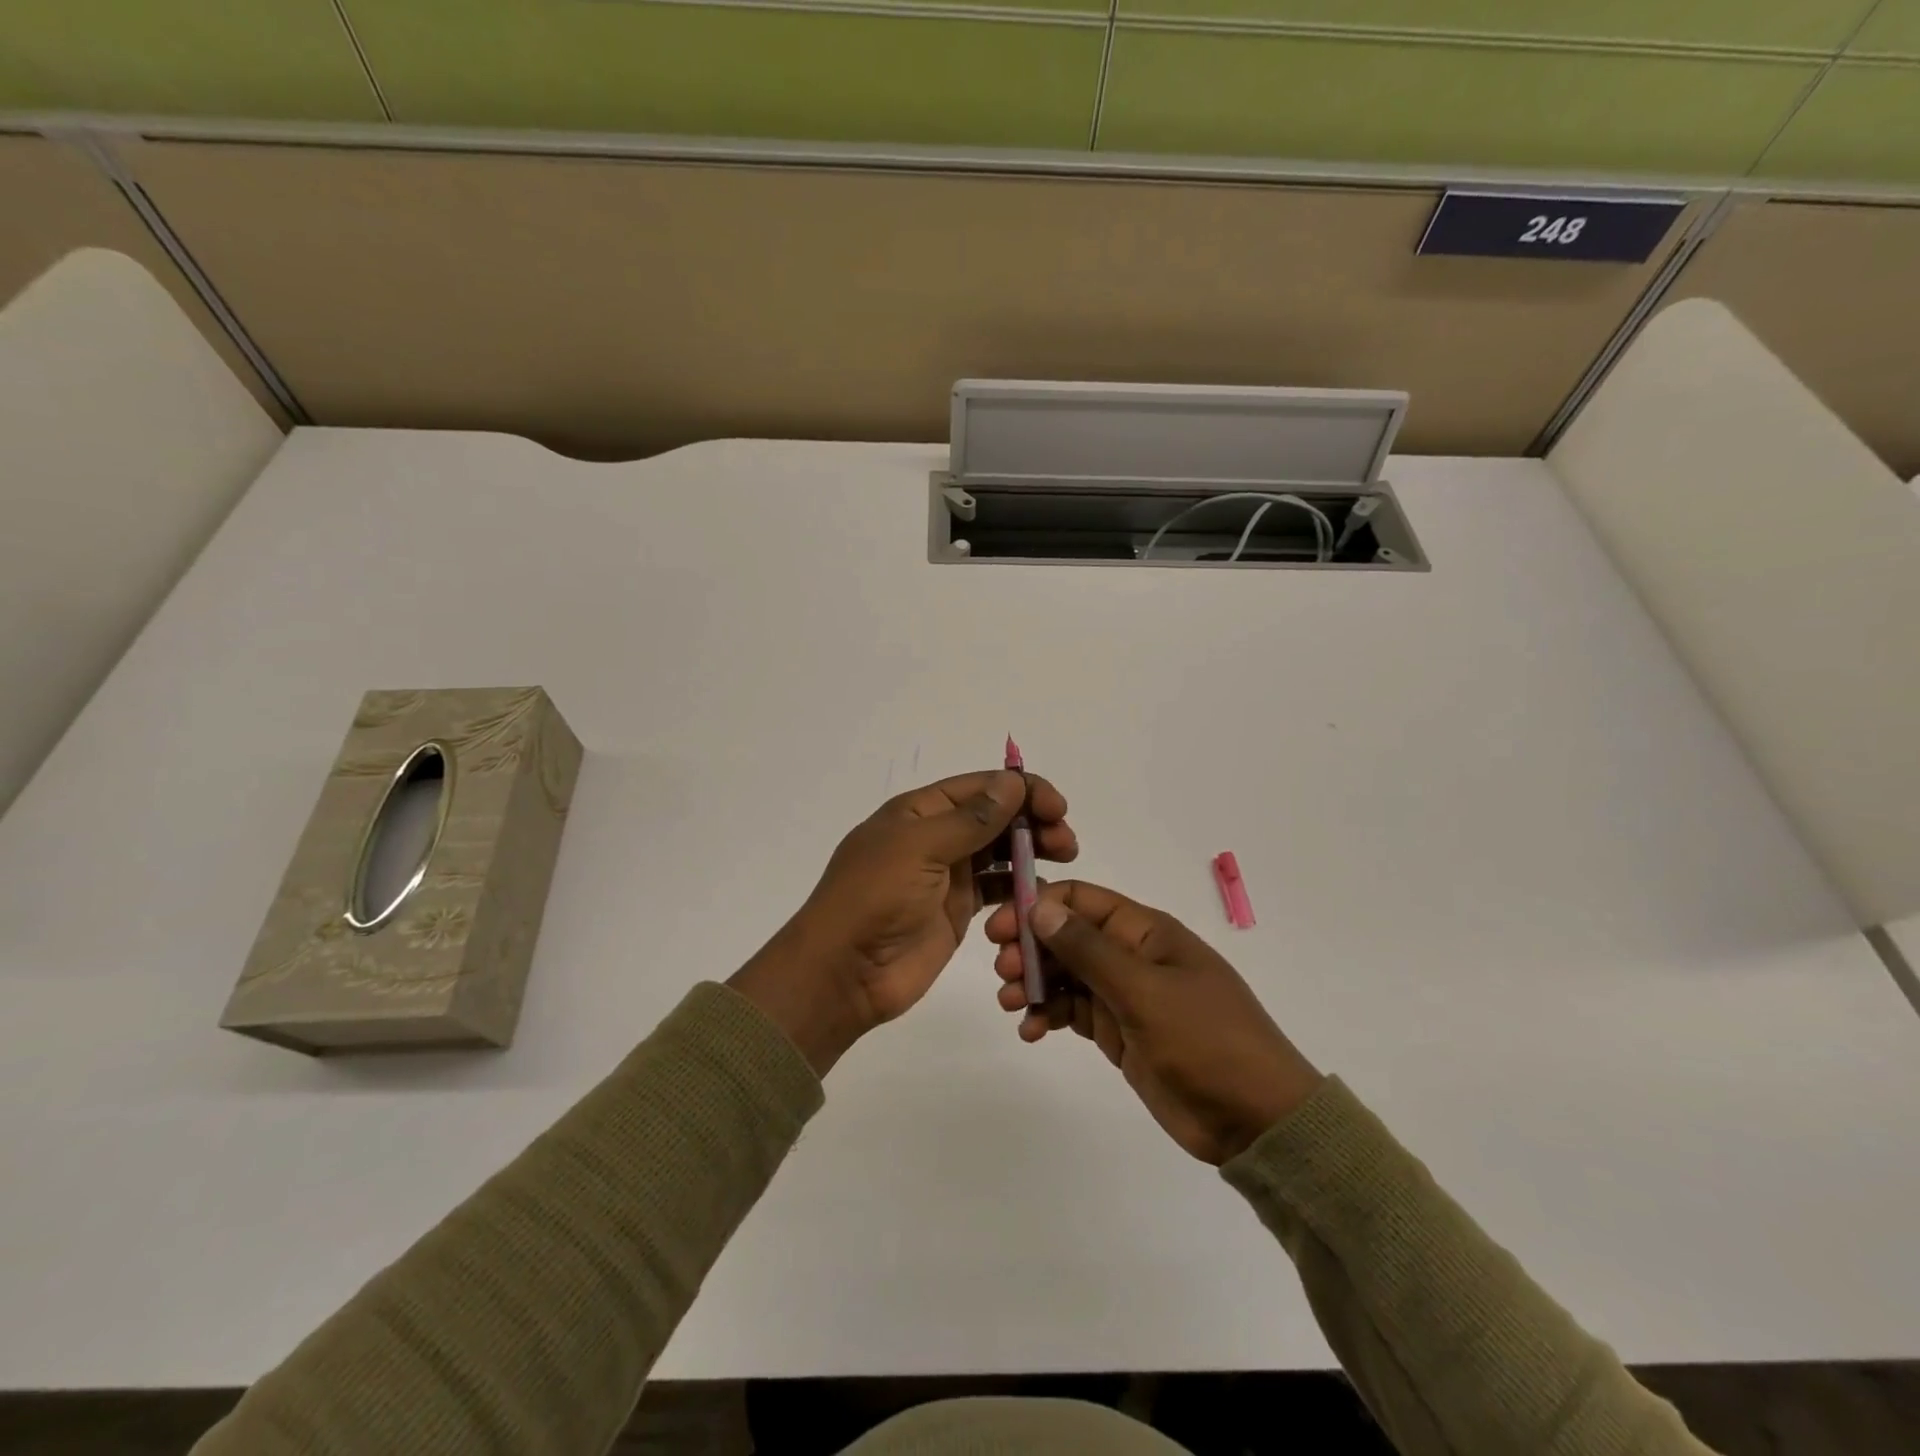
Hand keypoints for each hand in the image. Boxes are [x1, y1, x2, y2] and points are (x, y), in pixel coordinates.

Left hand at [731, 770, 1075, 1074]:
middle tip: (1066, 841)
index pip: (979, 788)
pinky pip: (996, 889)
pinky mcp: (956, 911)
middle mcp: (935, 837)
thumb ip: (970, 818)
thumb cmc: (875, 898)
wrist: (844, 972)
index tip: (1057, 806)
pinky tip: (1041, 892)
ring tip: (1064, 859)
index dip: (1020, 790)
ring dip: (1031, 851)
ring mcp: (946, 875)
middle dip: (1032, 822)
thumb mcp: (919, 848)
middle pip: (994, 818)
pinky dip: (1019, 887)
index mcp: (919, 812)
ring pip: (999, 851)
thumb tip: (1012, 782)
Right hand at [984, 881, 1320, 1164]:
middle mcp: (1131, 955)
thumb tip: (1039, 906)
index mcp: (1145, 931)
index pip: (1081, 900)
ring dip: (1035, 982)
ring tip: (1012, 1002)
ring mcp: (1124, 995)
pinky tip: (1031, 1031)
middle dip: (1030, 946)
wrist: (1255, 1119)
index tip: (1002, 928)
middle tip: (1004, 969)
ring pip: (1066, 974)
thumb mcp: (1144, 991)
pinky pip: (1074, 1011)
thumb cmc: (1206, 1040)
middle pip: (1067, 936)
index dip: (1038, 906)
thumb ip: (1088, 950)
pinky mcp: (1119, 1032)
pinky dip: (1049, 1015)